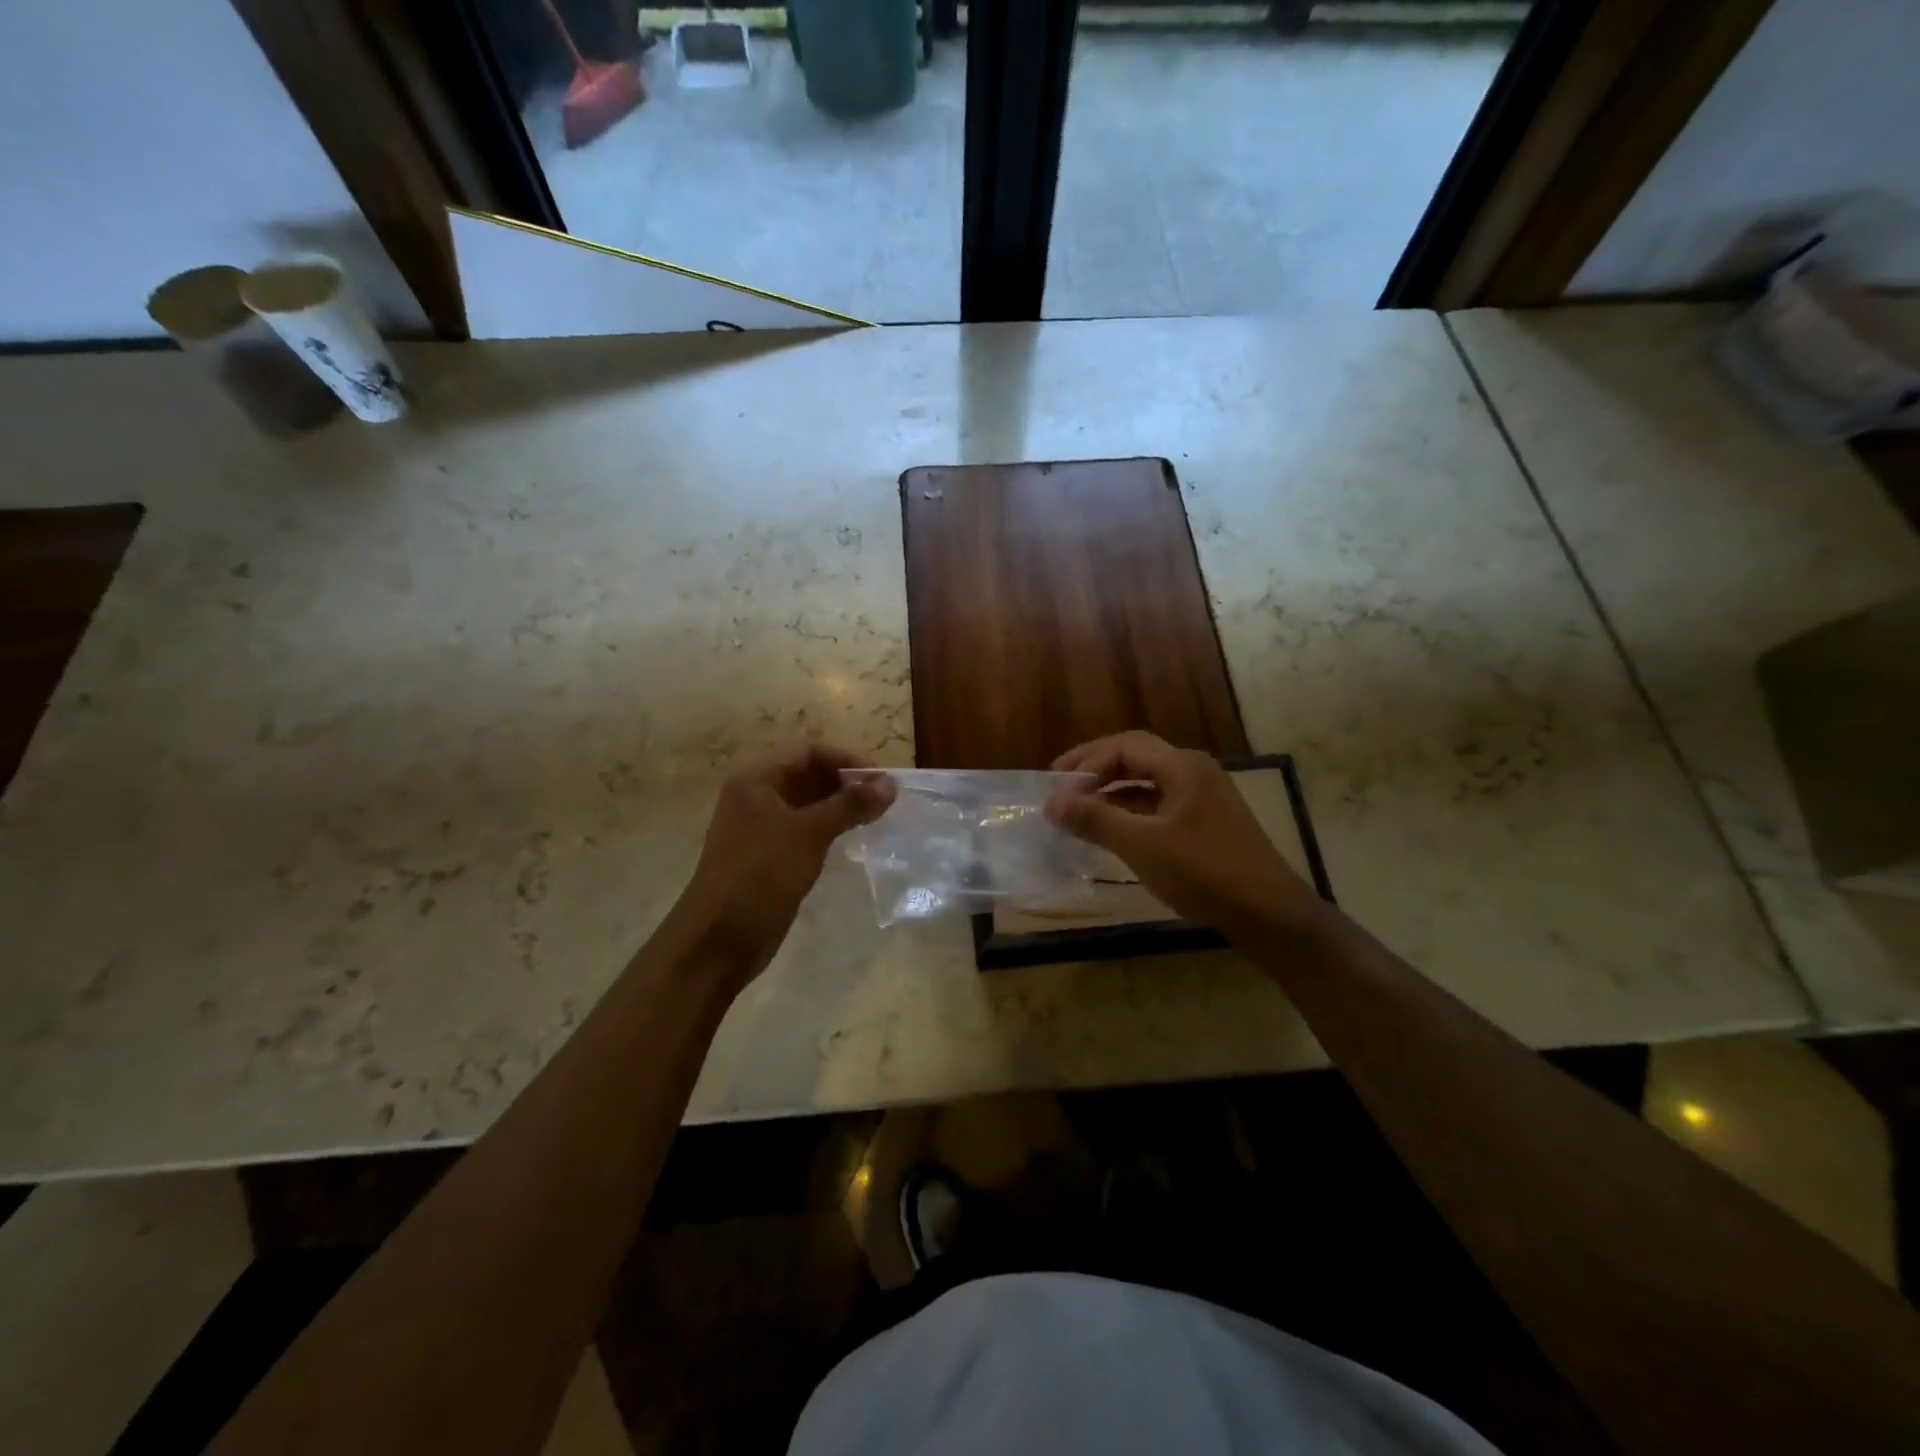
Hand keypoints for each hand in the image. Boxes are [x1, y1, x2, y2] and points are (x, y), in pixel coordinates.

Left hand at [671, 746, 895, 986]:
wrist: (719, 941)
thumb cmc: (760, 875)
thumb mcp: (808, 833)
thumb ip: (850, 805)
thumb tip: (891, 784)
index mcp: (757, 782)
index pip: (809, 754)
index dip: (847, 761)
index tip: (883, 780)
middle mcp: (758, 799)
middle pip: (810, 778)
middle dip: (847, 785)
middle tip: (887, 801)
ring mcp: (763, 831)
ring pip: (810, 807)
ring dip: (842, 809)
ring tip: (878, 818)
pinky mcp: (772, 859)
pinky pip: (807, 834)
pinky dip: (832, 831)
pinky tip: (855, 840)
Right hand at [1044, 732, 1317, 937]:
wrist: (1269, 914)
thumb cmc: (1204, 872)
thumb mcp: (1142, 845)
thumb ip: (1095, 819)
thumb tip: (1052, 802)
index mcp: (1182, 766)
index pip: (1124, 746)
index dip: (1085, 760)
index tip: (1054, 783)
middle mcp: (1194, 772)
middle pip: (1136, 758)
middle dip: (1096, 771)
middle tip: (1062, 789)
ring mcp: (1205, 797)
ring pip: (1148, 783)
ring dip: (1113, 793)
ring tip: (1080, 811)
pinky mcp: (1208, 823)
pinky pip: (1161, 805)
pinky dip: (1132, 812)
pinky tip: (1115, 831)